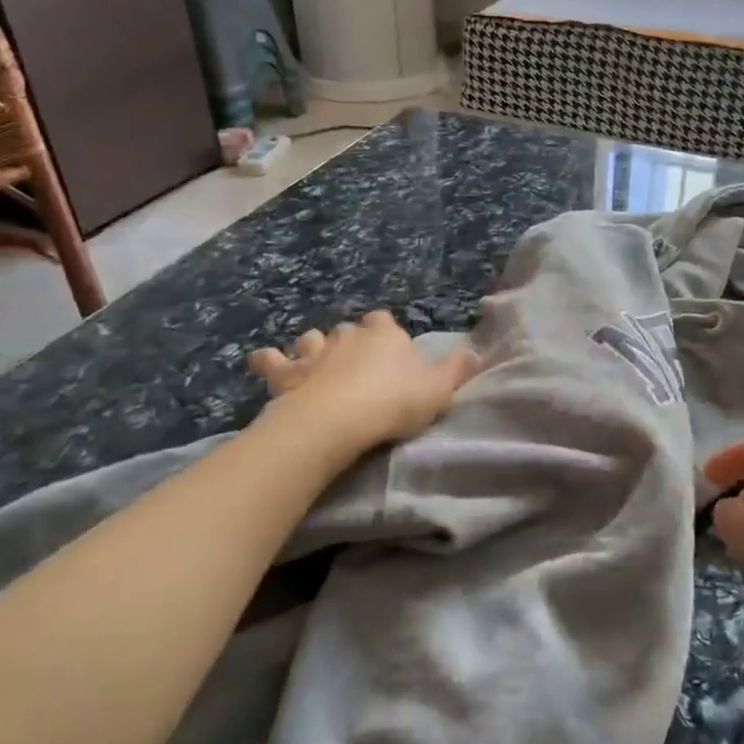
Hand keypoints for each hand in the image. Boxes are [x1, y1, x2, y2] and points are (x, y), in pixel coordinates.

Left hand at [248, 311, 479, 446]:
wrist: (336, 421)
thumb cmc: (392, 404)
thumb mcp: (438, 390)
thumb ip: (457, 369)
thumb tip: (476, 351)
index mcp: (386, 335)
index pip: (386, 322)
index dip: (388, 336)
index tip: (392, 355)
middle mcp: (348, 335)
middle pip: (349, 330)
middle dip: (351, 342)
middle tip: (356, 367)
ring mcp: (314, 351)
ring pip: (312, 338)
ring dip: (313, 348)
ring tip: (316, 365)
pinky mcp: (287, 373)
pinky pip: (271, 360)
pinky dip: (269, 361)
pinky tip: (267, 365)